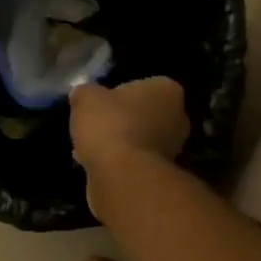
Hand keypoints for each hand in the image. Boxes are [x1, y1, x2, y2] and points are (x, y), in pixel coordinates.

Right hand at [70, 78, 188, 216]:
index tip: (100, 105)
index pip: (144, 86)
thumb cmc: (109, 124)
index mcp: (168, 90)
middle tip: (97, 126)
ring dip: (120, 142)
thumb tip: (82, 95)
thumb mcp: (85, 98)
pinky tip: (96, 164)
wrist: (121, 174)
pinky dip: (119, 162)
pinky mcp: (161, 173)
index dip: (119, 94)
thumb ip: (85, 93)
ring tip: (90, 148)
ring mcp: (173, 148)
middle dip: (123, 120)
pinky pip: (135, 160)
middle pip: (145, 114)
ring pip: (140, 139)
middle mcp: (178, 117)